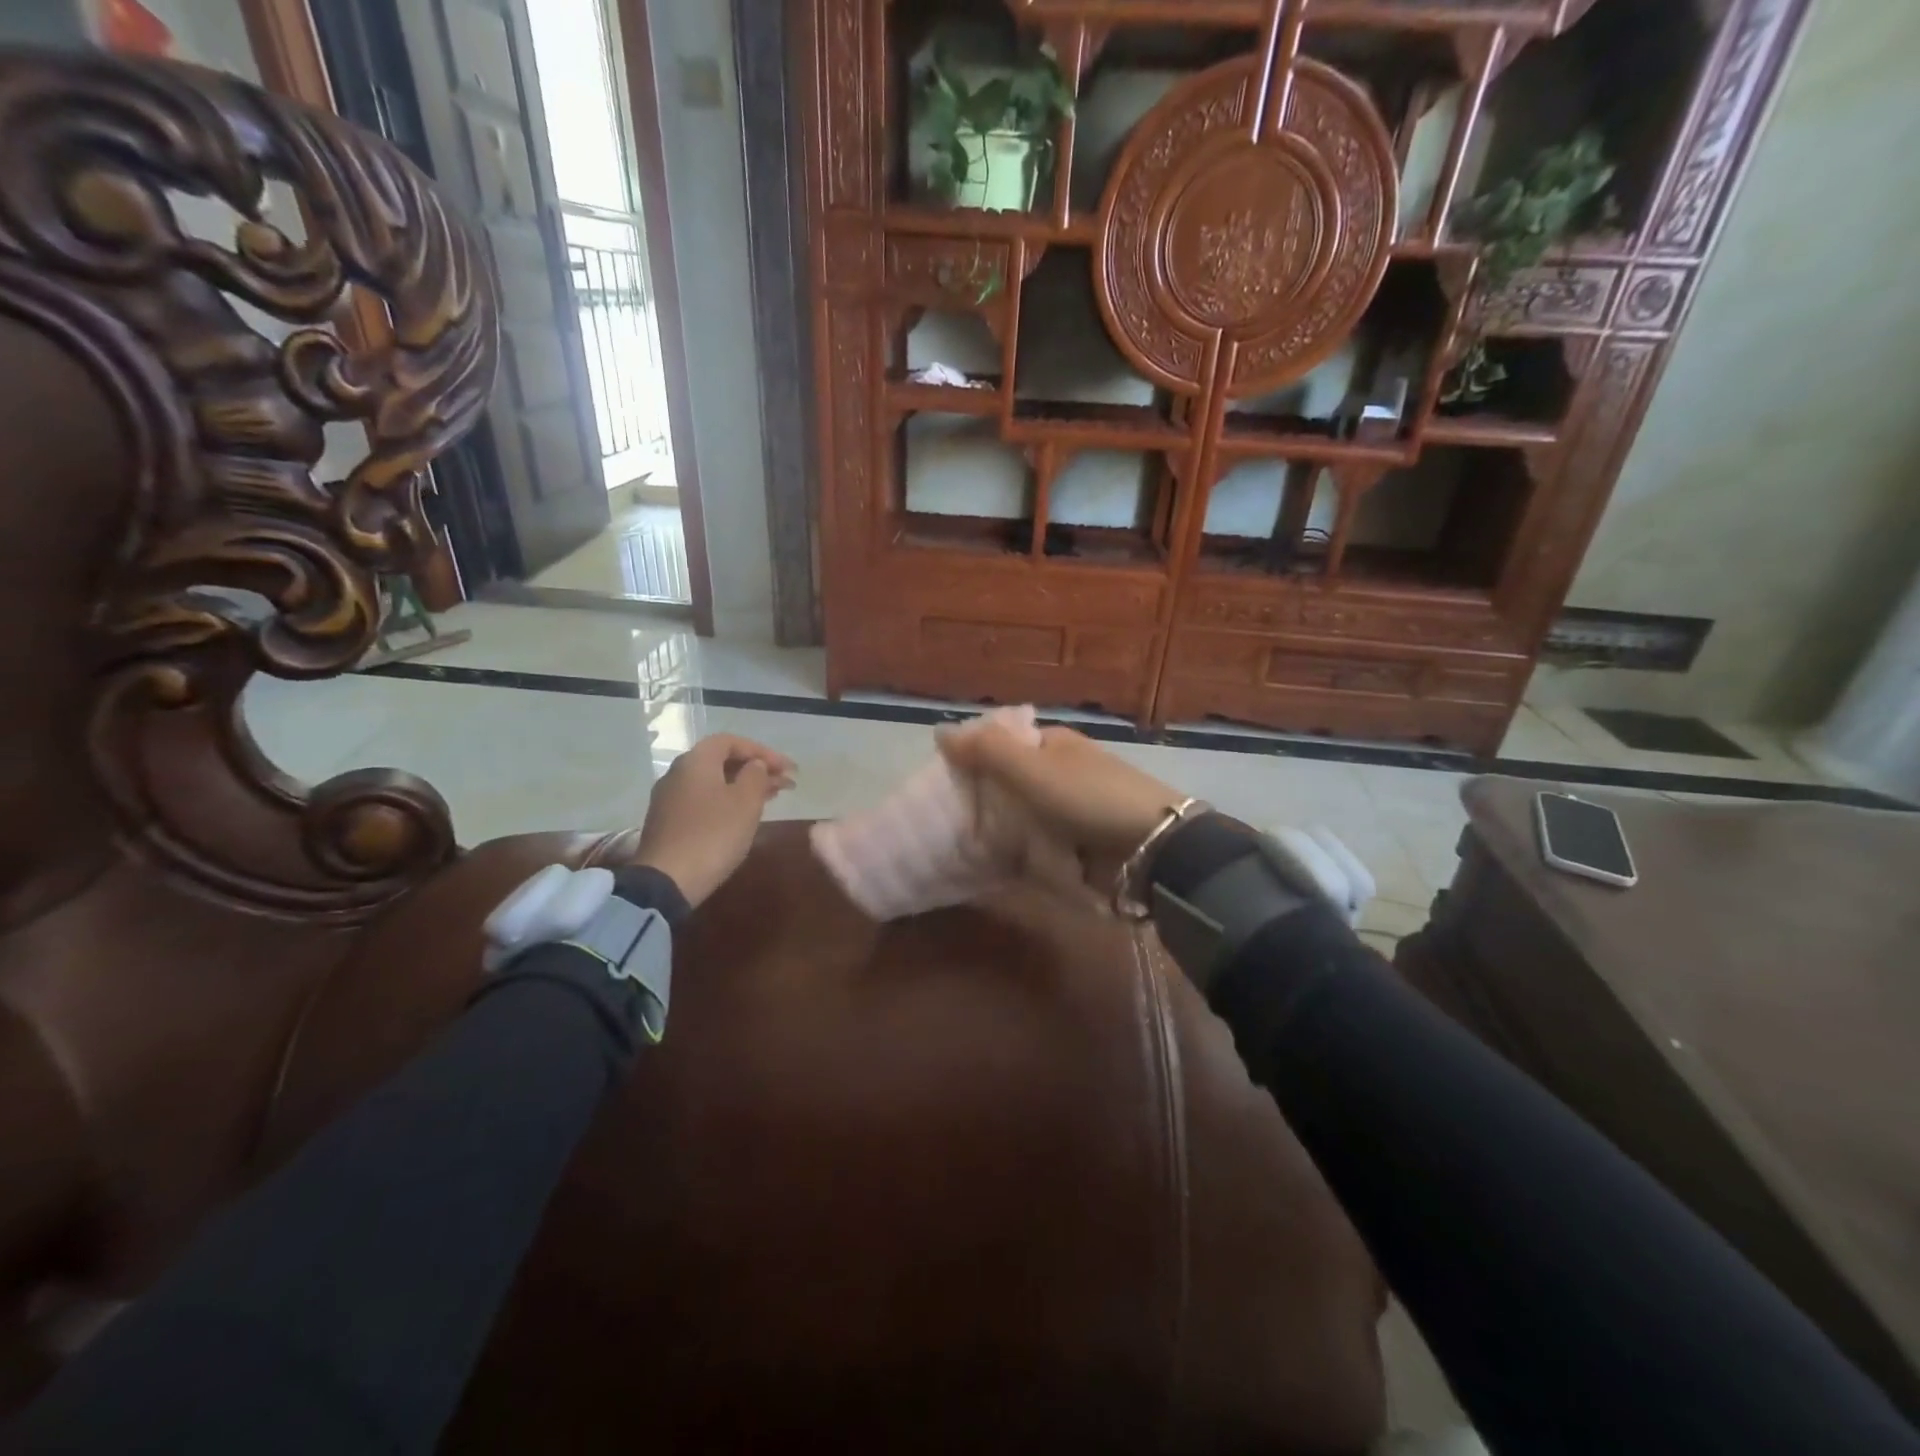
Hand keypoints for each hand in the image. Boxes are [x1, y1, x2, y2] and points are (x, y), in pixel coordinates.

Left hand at [634, 734, 795, 908]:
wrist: (666, 881)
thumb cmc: (713, 834)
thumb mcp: (745, 802)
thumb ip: (756, 776)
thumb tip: (756, 765)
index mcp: (696, 761)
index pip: (732, 741)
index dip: (763, 751)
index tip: (788, 768)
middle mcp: (678, 773)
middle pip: (722, 761)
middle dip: (756, 768)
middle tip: (785, 782)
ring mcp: (670, 799)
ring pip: (714, 782)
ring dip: (744, 786)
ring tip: (773, 797)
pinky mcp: (668, 822)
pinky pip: (704, 800)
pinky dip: (728, 801)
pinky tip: (744, 816)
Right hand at [935, 721, 1186, 868]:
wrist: (1151, 847)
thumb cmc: (1088, 797)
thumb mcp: (1033, 768)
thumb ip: (987, 750)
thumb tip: (940, 730)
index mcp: (1054, 744)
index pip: (1002, 745)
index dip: (974, 759)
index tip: (946, 785)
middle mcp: (1062, 770)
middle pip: (1010, 782)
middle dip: (985, 800)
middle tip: (951, 822)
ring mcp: (1072, 808)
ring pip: (1022, 815)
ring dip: (1000, 829)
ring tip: (964, 847)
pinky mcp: (1079, 842)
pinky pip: (1039, 843)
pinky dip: (1021, 851)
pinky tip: (997, 864)